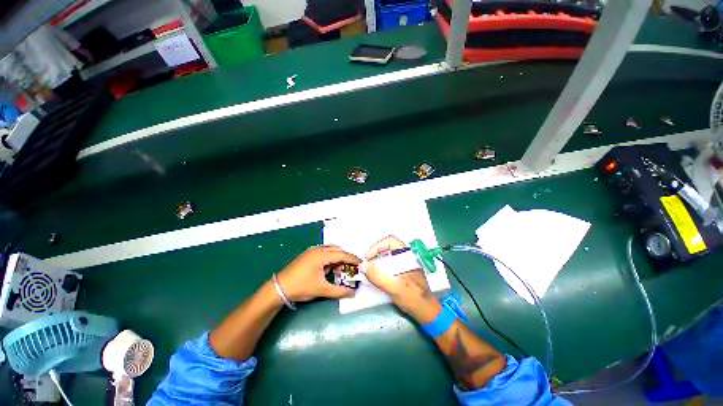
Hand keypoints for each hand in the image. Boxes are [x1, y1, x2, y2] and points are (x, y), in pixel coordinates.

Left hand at [277, 245, 360, 301]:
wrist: (279, 289)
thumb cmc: (301, 287)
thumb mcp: (321, 289)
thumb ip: (339, 291)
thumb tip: (353, 293)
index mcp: (321, 255)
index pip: (342, 254)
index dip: (353, 259)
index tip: (362, 263)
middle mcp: (317, 249)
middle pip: (337, 250)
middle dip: (346, 258)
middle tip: (352, 268)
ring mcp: (311, 251)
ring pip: (330, 250)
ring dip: (337, 258)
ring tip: (342, 269)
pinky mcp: (307, 255)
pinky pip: (323, 253)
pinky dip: (330, 258)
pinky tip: (330, 268)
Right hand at [363, 236, 440, 322]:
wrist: (426, 311)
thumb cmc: (412, 297)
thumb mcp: (394, 287)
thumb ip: (377, 276)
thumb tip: (362, 266)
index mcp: (407, 255)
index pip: (390, 241)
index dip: (377, 247)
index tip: (368, 258)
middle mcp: (406, 256)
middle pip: (387, 248)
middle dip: (375, 254)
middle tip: (367, 266)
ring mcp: (405, 263)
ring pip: (388, 256)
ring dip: (377, 261)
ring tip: (370, 271)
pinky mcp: (403, 271)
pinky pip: (389, 264)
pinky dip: (381, 267)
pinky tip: (378, 277)